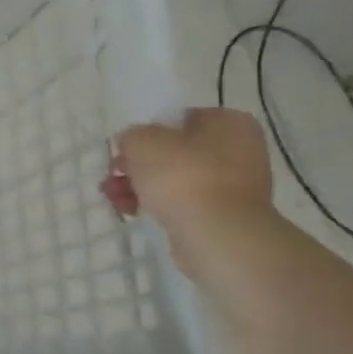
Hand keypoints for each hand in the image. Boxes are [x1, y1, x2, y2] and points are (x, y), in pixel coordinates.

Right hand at [101, 108, 274, 270]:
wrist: (216, 234)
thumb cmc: (182, 176)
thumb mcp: (141, 141)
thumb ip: (131, 135)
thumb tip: (132, 145)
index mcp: (229, 122)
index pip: (179, 119)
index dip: (146, 132)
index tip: (124, 149)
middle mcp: (239, 149)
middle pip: (174, 151)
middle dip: (137, 165)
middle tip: (113, 174)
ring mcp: (235, 185)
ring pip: (175, 179)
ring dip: (140, 186)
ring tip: (113, 197)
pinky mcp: (224, 214)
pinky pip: (183, 202)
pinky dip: (157, 205)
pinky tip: (130, 211)